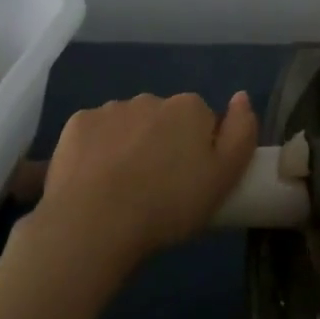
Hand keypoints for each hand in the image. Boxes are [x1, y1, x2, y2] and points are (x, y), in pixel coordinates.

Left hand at [36, 92, 258, 274]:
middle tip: (157, 190)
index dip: (199, 151)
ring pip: (128, 125)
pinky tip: (93, 181)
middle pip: (164, 120)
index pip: (202, 121)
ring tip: (122, 190)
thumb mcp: (223, 179)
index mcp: (189, 108)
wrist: (94, 222)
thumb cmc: (168, 205)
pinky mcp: (77, 124)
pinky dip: (97, 150)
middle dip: (163, 145)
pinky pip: (95, 133)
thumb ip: (241, 134)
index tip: (190, 182)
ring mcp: (111, 109)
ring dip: (130, 146)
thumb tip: (242, 96)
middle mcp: (151, 98)